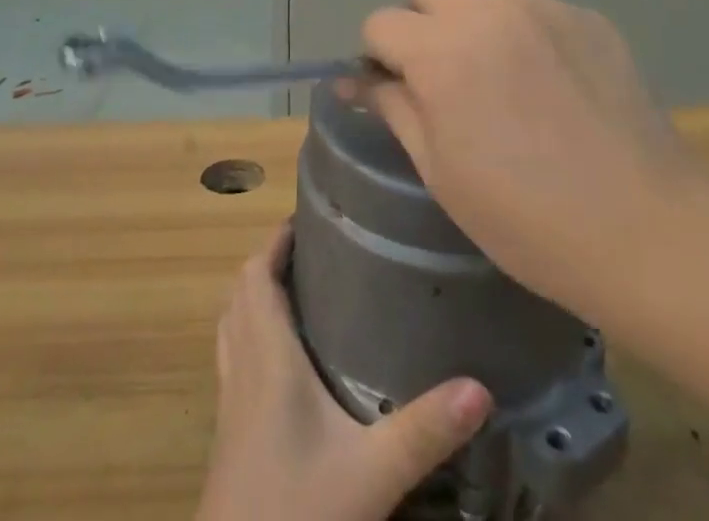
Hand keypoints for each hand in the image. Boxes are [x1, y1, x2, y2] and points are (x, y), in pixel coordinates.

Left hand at [196, 225, 492, 520]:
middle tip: (311, 249)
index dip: (274, 240)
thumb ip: (423, 430)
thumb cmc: (296, 510)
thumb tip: (480, 387)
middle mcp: (242, 368)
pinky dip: (249, 337)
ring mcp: (229, 403)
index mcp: (267, 356)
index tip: (305, 217)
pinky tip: (281, 363)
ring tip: (295, 289)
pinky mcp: (228, 434)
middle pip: (241, 293)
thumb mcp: (371, 472)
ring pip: (231, 326)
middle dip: (269, 262)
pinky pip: (232, 360)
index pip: (256, 276)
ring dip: (254, 297)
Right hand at [358, 0, 701, 322]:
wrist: (646, 229)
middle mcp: (487, 9)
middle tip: (443, 72)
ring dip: (471, 15)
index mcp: (442, 51)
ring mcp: (542, 6)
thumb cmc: (527, 218)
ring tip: (497, 71)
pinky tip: (549, 82)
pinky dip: (523, 29)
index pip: (380, 22)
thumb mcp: (441, 172)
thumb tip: (355, 81)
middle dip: (420, 18)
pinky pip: (533, 4)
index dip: (379, 58)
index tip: (398, 91)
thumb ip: (394, 109)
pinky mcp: (585, 15)